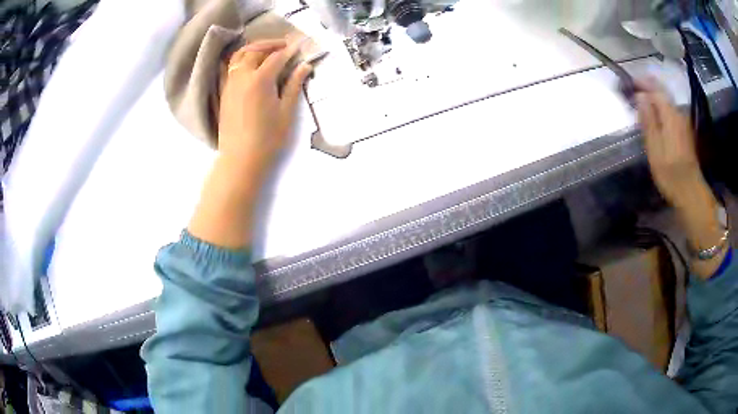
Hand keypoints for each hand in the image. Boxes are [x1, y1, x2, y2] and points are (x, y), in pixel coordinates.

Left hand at [218, 38, 312, 180]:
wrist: (240, 159)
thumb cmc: (268, 139)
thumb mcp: (286, 112)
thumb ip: (294, 85)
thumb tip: (304, 66)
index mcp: (260, 80)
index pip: (277, 57)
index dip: (290, 50)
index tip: (300, 46)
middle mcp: (242, 77)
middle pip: (255, 50)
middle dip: (271, 44)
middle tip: (285, 45)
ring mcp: (229, 84)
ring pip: (239, 56)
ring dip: (253, 49)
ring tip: (266, 51)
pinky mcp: (223, 93)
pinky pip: (229, 68)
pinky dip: (240, 60)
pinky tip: (248, 64)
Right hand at [636, 80, 725, 277]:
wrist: (691, 192)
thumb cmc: (671, 173)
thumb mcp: (655, 148)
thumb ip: (648, 120)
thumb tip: (640, 96)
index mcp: (670, 115)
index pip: (656, 89)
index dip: (643, 82)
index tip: (630, 81)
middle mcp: (679, 114)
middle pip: (663, 93)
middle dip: (649, 87)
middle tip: (635, 88)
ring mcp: (683, 123)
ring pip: (667, 102)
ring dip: (655, 97)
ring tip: (643, 100)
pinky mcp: (685, 132)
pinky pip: (671, 111)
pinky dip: (662, 108)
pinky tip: (656, 114)